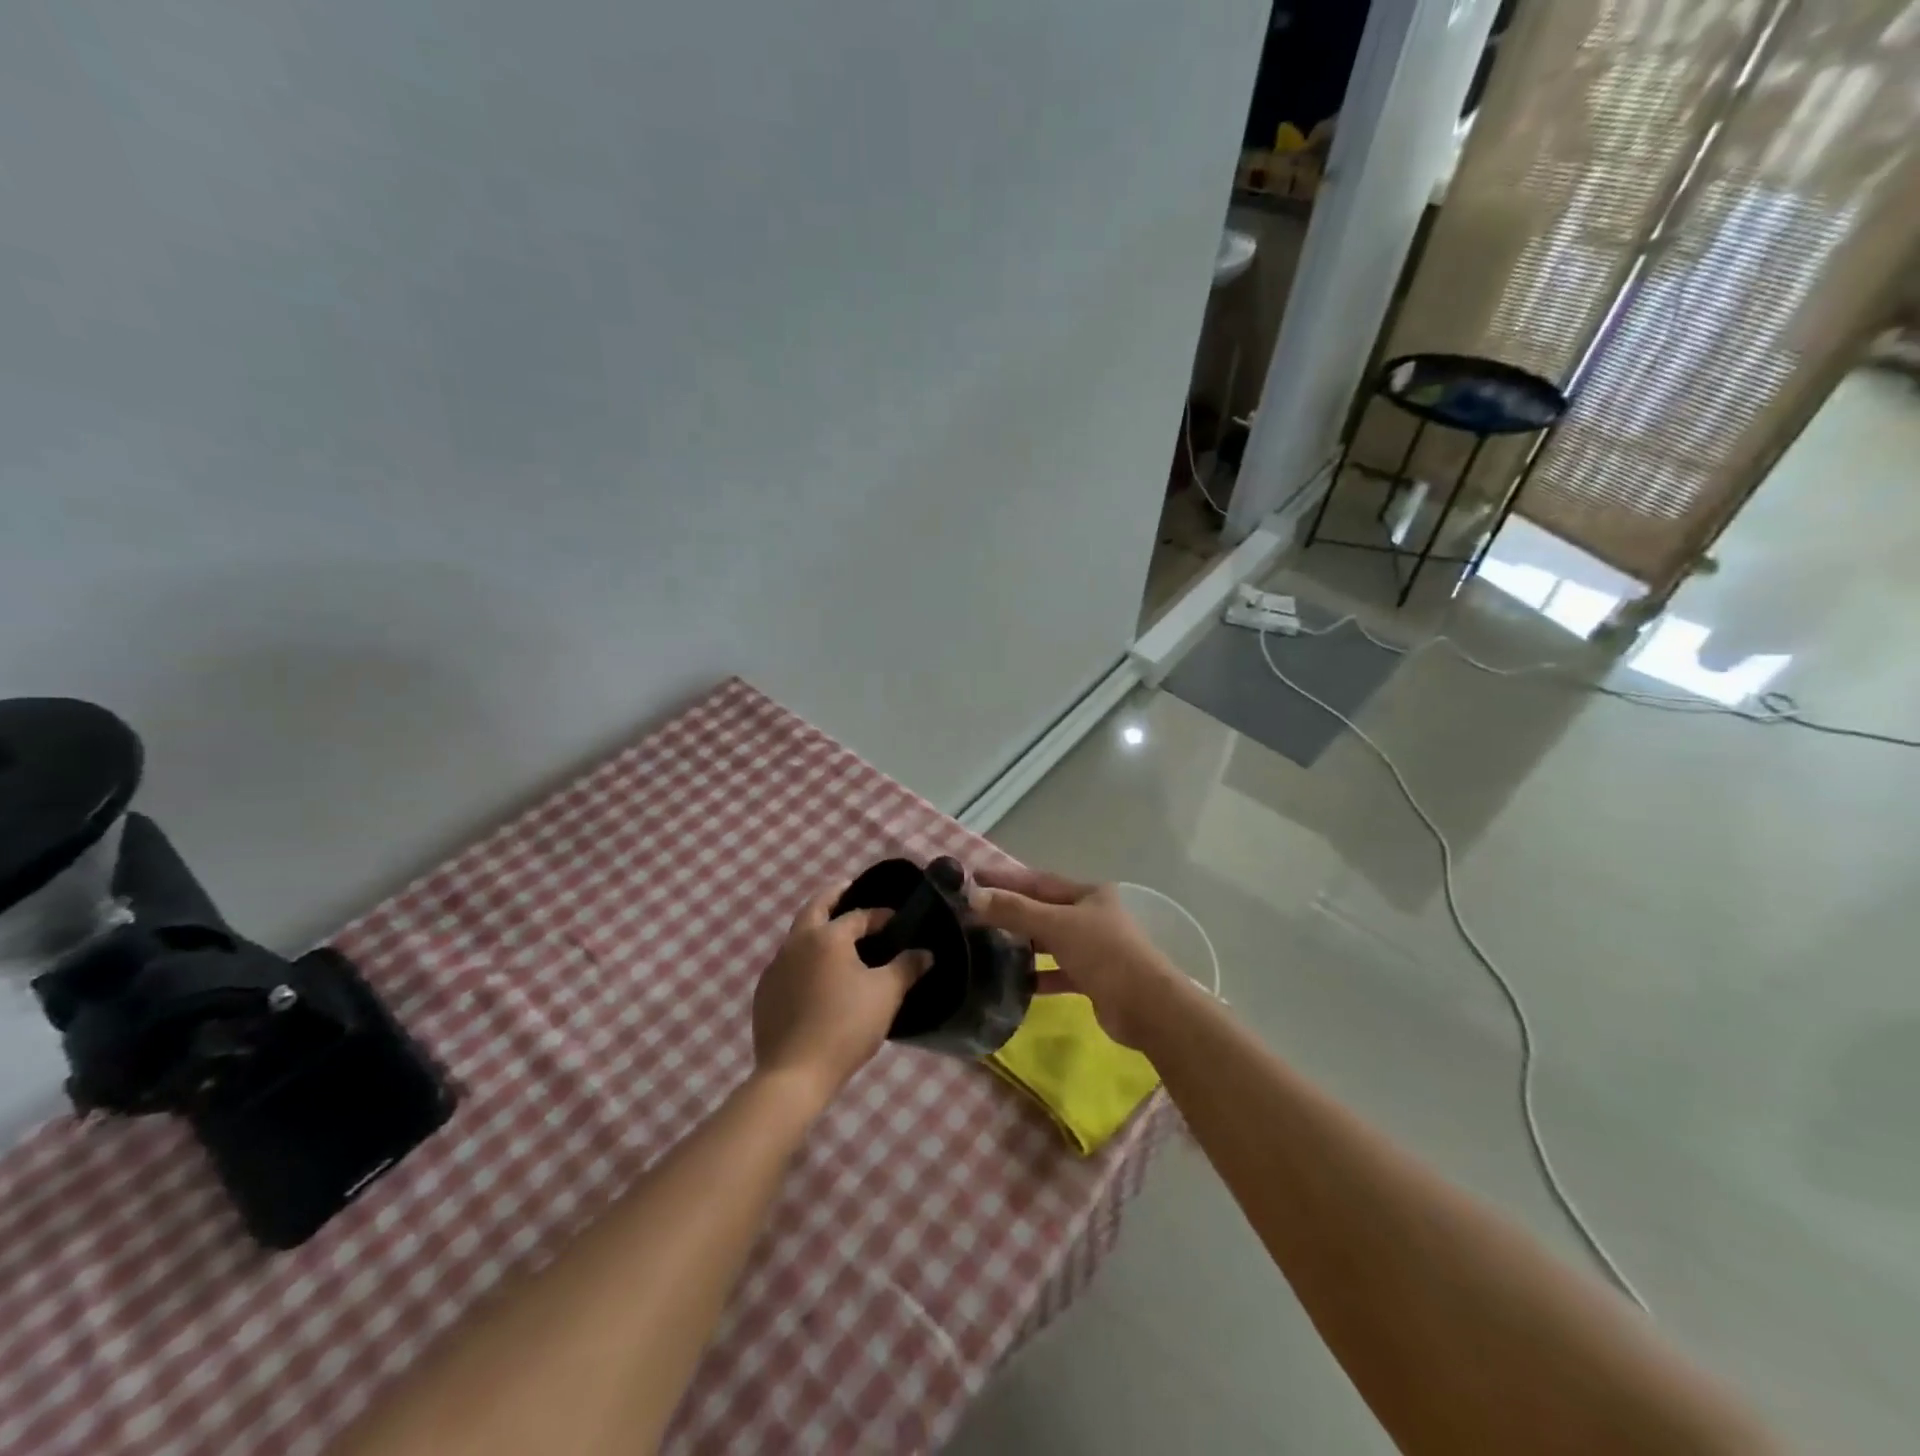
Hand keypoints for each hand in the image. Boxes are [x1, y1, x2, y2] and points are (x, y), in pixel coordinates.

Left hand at [751, 883, 930, 1107]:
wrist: (794, 1074)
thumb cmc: (846, 1026)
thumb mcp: (886, 994)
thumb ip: (907, 967)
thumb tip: (925, 953)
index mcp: (827, 936)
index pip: (858, 915)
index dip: (880, 915)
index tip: (896, 921)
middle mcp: (797, 942)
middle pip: (815, 907)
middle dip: (834, 897)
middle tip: (850, 892)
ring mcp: (775, 967)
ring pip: (798, 935)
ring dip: (817, 928)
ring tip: (837, 938)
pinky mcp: (764, 992)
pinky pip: (788, 963)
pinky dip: (804, 957)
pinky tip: (816, 976)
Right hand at [969, 866, 1182, 1048]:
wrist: (1146, 1007)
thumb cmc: (1104, 953)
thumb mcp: (1057, 925)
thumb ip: (1016, 911)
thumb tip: (974, 896)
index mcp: (1089, 894)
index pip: (1039, 881)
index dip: (1006, 879)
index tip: (972, 878)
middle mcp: (1092, 916)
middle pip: (1043, 909)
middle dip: (1011, 910)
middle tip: (973, 913)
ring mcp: (1094, 948)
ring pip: (1050, 941)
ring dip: (1022, 944)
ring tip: (986, 945)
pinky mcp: (1093, 979)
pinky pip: (1058, 972)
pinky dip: (1038, 976)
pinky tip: (1015, 982)